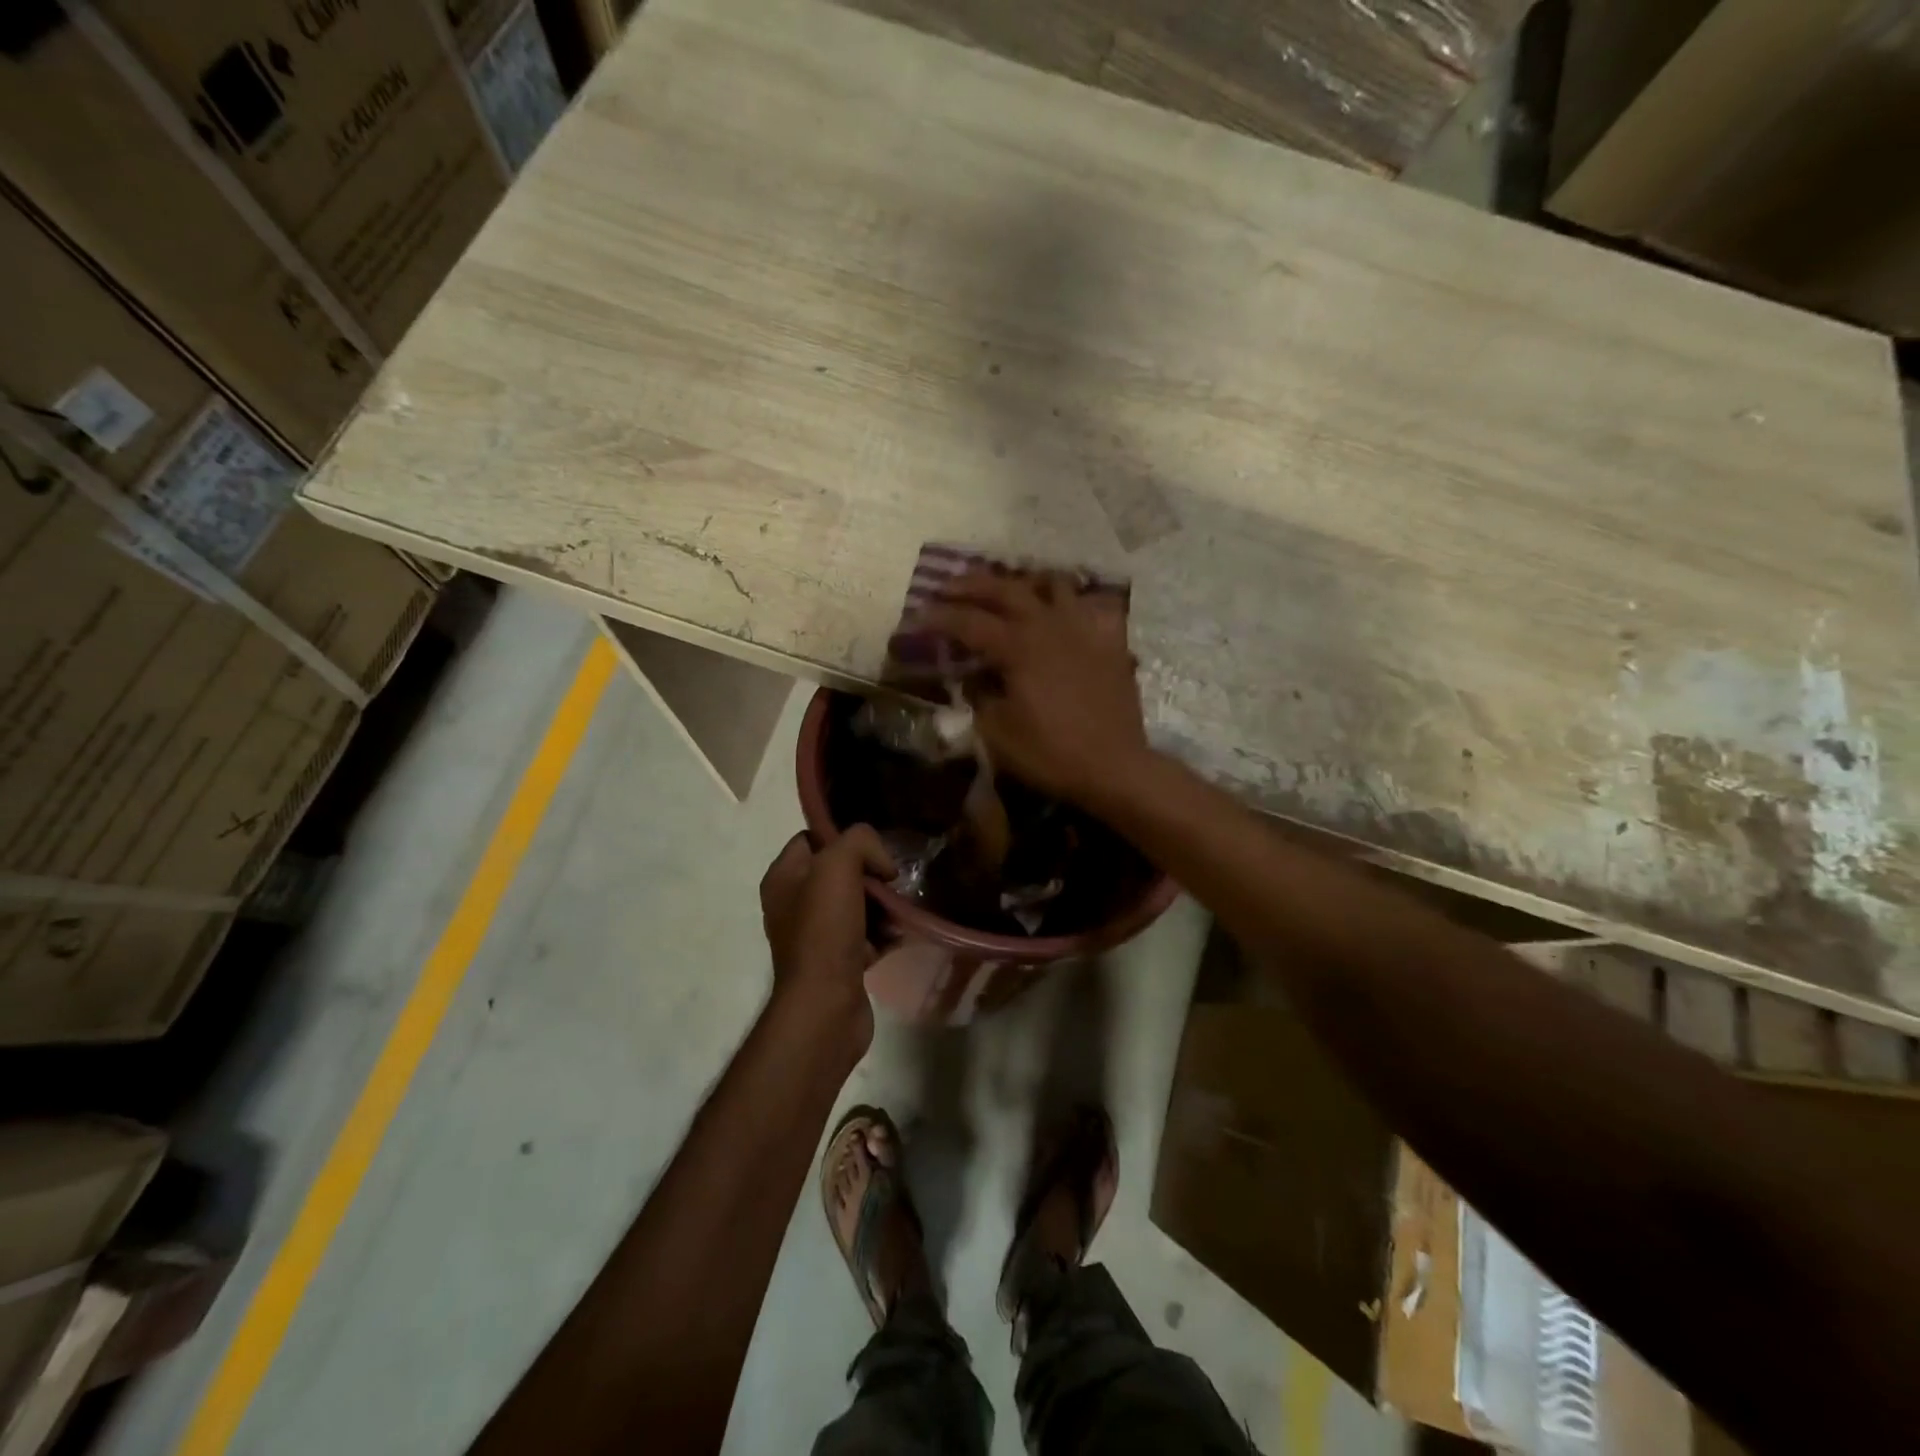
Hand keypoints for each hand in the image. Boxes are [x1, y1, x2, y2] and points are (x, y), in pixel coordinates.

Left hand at [759, 827, 895, 1046]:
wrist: (826, 1005)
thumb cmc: (825, 930)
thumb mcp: (838, 866)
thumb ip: (859, 842)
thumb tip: (881, 864)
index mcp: (783, 877)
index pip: (813, 838)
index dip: (843, 837)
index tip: (873, 849)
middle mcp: (794, 904)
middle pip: (841, 871)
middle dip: (871, 874)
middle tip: (891, 882)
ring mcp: (816, 935)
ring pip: (858, 904)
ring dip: (883, 905)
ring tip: (901, 909)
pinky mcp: (838, 961)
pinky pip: (867, 935)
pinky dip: (885, 933)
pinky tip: (900, 934)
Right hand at [923, 571, 1151, 803]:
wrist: (1114, 767)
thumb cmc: (1050, 753)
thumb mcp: (997, 733)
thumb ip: (979, 697)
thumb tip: (973, 678)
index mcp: (1018, 646)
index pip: (968, 622)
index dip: (938, 618)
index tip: (915, 617)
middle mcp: (1050, 625)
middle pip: (1006, 589)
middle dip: (972, 585)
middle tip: (948, 587)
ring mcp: (1084, 629)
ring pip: (1054, 585)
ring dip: (1025, 582)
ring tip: (1009, 588)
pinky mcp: (1111, 643)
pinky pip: (1094, 606)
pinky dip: (1075, 603)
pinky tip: (1065, 612)